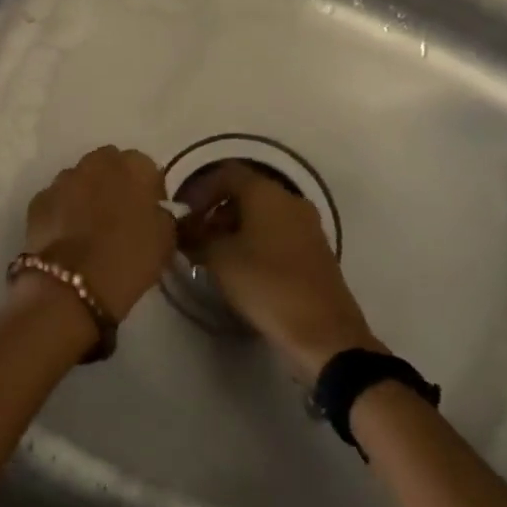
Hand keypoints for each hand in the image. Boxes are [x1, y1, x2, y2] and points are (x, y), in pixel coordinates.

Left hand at [22, 146, 176, 322]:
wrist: (73, 284)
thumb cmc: (129, 259)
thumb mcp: (166, 240)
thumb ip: (162, 215)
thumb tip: (154, 211)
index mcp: (134, 166)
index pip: (146, 168)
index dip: (149, 191)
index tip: (149, 215)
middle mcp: (97, 162)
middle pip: (110, 166)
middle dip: (115, 184)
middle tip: (119, 217)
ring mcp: (64, 178)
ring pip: (80, 180)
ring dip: (87, 195)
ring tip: (90, 230)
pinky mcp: (39, 199)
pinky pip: (57, 200)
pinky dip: (62, 212)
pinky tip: (67, 238)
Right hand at [180, 161, 383, 381]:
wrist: (324, 333)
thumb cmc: (267, 284)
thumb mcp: (220, 259)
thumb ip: (196, 237)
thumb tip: (182, 228)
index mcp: (266, 192)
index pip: (226, 174)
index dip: (200, 190)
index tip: (183, 215)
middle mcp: (289, 200)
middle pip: (245, 193)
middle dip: (216, 212)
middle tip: (195, 239)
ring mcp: (307, 225)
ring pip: (262, 214)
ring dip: (234, 229)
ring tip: (214, 257)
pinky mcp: (315, 251)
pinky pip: (278, 234)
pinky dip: (255, 242)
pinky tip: (242, 270)